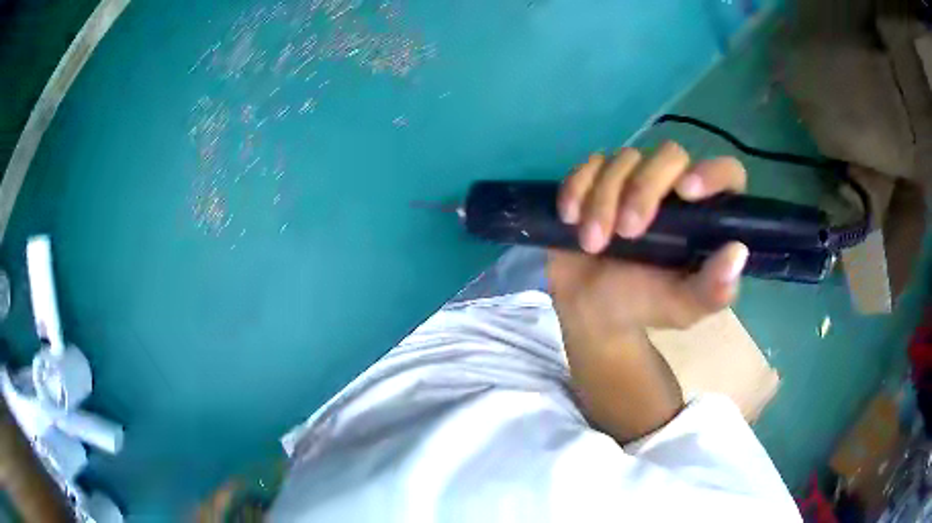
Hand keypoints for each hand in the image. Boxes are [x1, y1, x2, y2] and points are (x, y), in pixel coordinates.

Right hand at [546, 142, 749, 441]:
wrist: (588, 310)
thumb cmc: (642, 306)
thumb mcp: (682, 307)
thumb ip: (713, 289)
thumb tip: (738, 251)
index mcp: (703, 215)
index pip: (725, 173)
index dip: (713, 173)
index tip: (688, 192)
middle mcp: (673, 187)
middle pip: (669, 155)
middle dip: (644, 190)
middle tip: (626, 233)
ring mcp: (633, 179)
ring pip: (624, 158)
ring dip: (603, 198)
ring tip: (591, 243)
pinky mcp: (597, 179)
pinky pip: (589, 164)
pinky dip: (577, 187)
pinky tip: (570, 218)